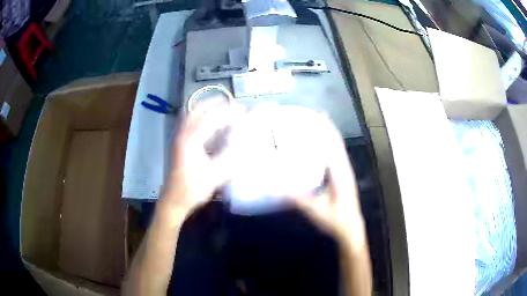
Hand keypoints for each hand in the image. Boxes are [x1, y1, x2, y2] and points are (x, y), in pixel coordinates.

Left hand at [163, 99, 244, 212]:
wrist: (174, 200)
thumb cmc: (193, 189)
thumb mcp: (215, 176)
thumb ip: (230, 157)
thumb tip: (244, 141)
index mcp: (191, 141)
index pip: (212, 119)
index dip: (229, 113)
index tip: (243, 110)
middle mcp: (182, 135)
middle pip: (197, 110)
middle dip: (214, 103)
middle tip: (230, 102)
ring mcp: (178, 138)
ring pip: (190, 114)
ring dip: (205, 107)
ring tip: (219, 106)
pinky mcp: (177, 143)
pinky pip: (188, 122)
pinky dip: (199, 116)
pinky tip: (208, 121)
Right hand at [292, 118, 366, 251]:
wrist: (350, 229)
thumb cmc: (336, 220)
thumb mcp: (316, 210)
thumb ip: (297, 199)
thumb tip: (276, 189)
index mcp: (341, 173)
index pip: (335, 146)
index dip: (329, 129)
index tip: (320, 115)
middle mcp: (344, 169)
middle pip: (337, 143)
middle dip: (328, 128)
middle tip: (314, 116)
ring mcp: (345, 173)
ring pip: (337, 149)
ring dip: (329, 136)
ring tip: (316, 126)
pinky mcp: (342, 178)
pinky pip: (336, 158)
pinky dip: (329, 148)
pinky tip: (319, 147)